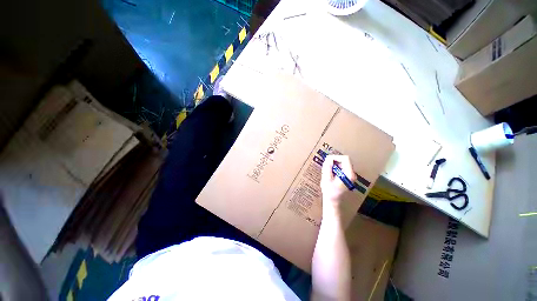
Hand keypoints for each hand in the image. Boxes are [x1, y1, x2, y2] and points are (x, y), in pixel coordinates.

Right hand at [321, 155, 355, 204]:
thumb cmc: (330, 191)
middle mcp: (352, 174)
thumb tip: (328, 159)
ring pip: (342, 163)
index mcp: (349, 174)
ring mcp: (350, 175)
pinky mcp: (346, 177)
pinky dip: (334, 168)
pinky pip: (341, 168)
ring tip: (326, 171)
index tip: (327, 161)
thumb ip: (327, 167)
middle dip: (334, 161)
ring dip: (333, 165)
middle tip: (325, 167)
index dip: (335, 157)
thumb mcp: (326, 178)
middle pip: (344, 160)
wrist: (333, 201)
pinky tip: (329, 174)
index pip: (345, 159)